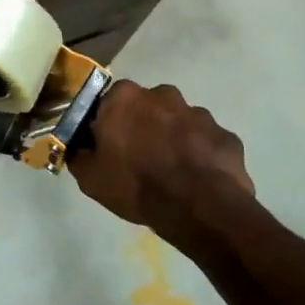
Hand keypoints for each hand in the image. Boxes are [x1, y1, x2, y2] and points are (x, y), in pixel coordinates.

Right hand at [70, 81, 252, 230]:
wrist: (199, 209)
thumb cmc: (136, 185)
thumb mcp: (90, 178)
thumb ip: (79, 155)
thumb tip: (78, 148)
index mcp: (125, 97)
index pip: (110, 102)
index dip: (109, 124)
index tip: (110, 146)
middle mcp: (162, 95)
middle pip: (148, 108)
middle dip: (145, 126)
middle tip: (142, 158)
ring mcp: (199, 113)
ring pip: (180, 123)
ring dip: (175, 140)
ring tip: (173, 173)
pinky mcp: (226, 135)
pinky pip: (207, 143)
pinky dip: (202, 156)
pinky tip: (198, 181)